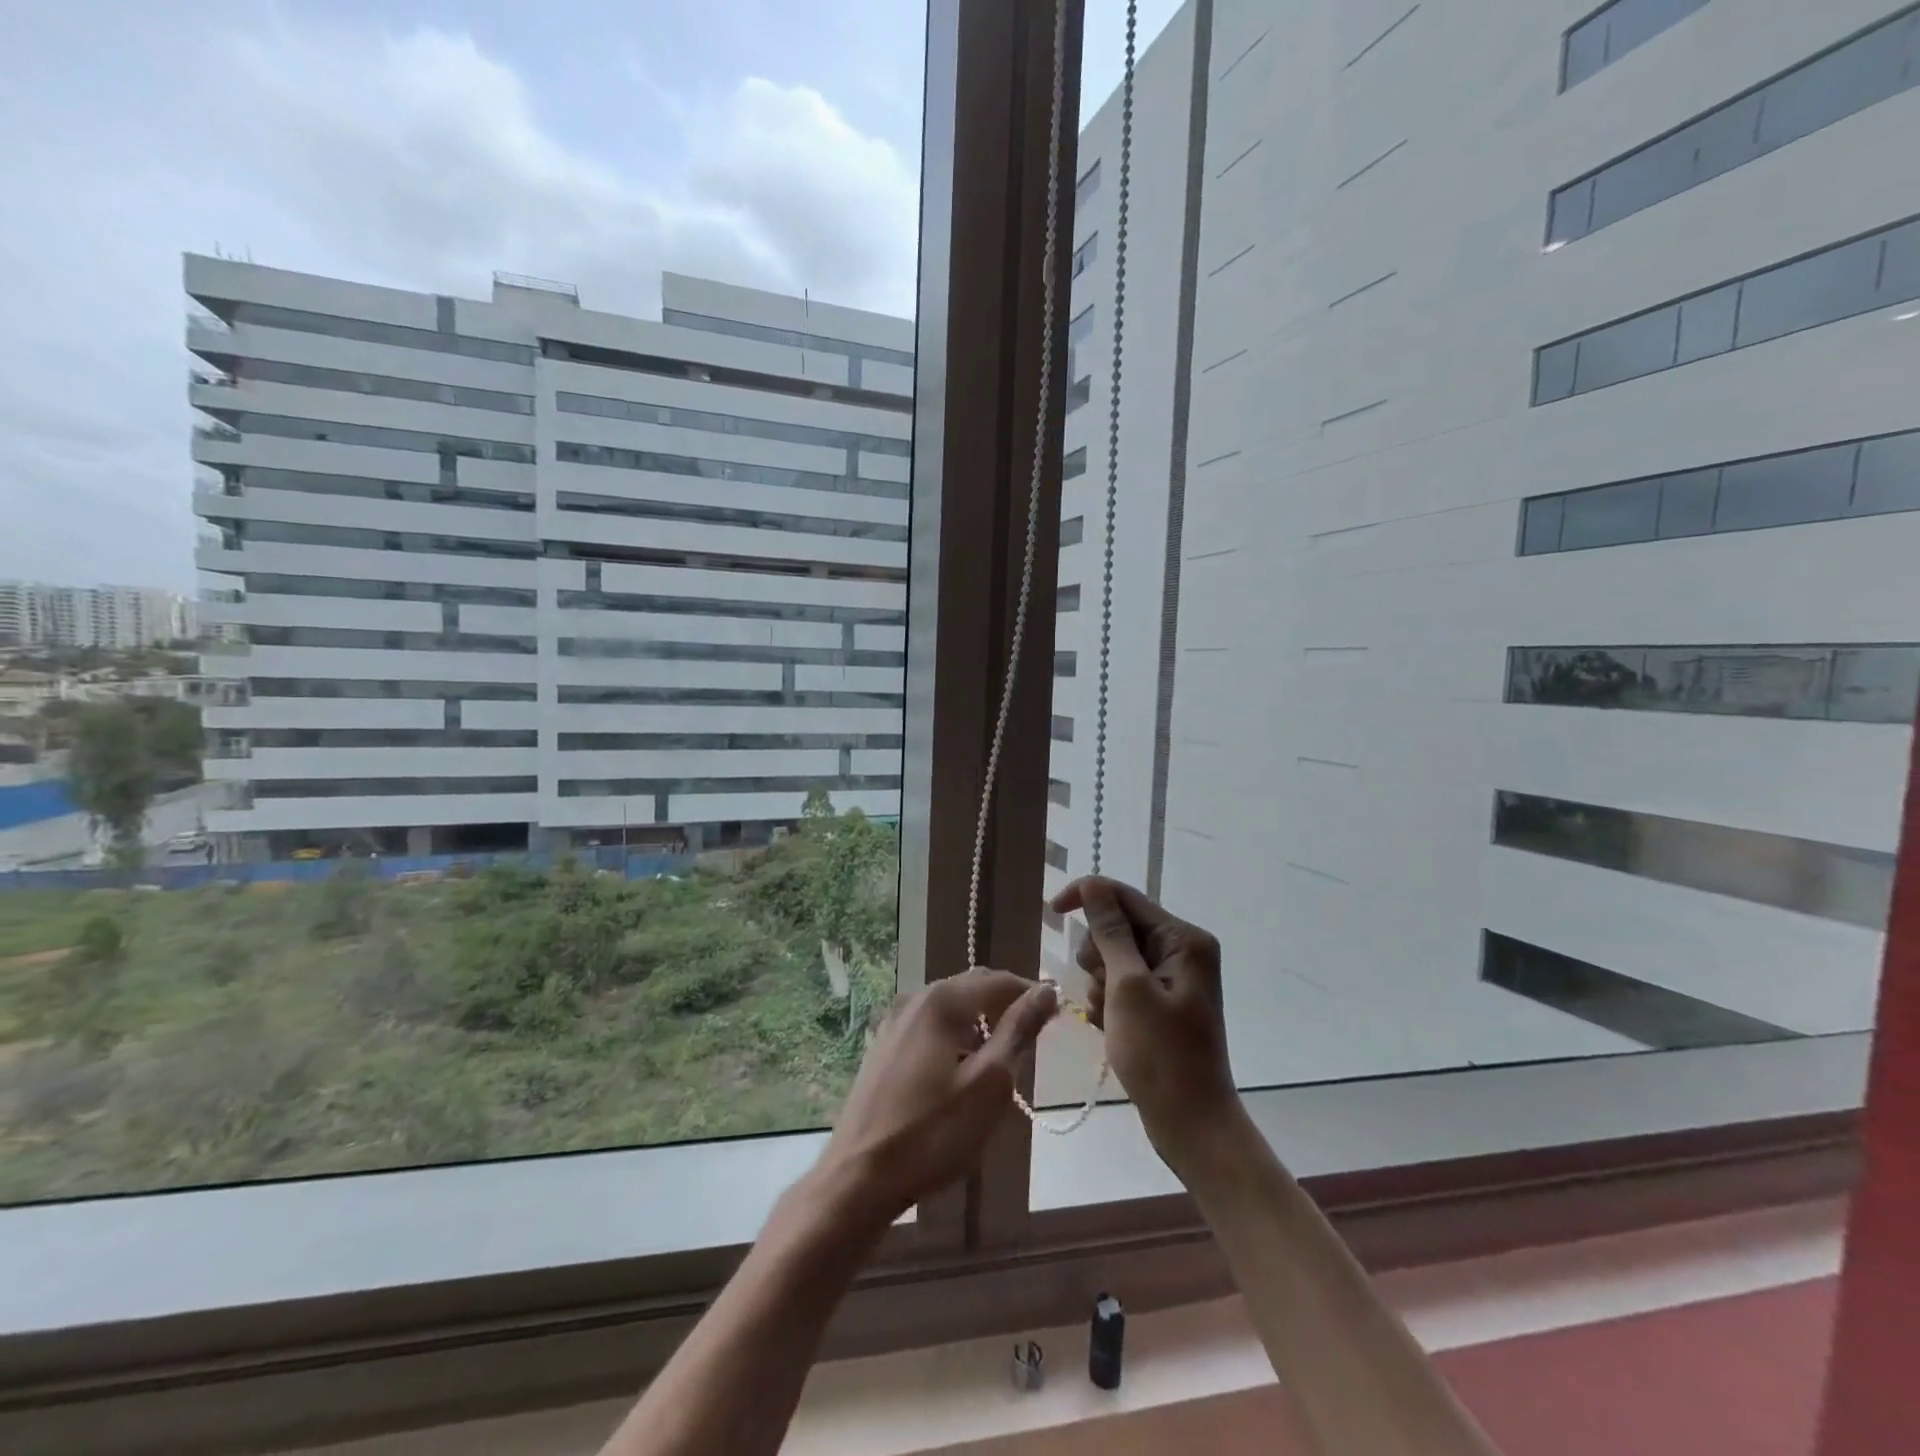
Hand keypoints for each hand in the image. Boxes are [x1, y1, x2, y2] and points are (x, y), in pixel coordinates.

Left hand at [813, 969, 1056, 1225]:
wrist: (858, 1178)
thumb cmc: (933, 1133)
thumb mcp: (989, 1084)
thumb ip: (1018, 1031)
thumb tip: (1047, 992)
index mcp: (941, 1001)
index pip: (998, 980)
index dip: (1031, 994)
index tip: (1056, 1020)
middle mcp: (915, 999)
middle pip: (972, 989)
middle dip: (1005, 1009)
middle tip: (1031, 1045)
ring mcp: (894, 1022)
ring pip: (951, 1009)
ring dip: (980, 1026)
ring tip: (999, 1066)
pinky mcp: (883, 1047)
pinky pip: (930, 1028)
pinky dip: (954, 1039)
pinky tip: (960, 1076)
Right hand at [1051, 876, 1236, 1168]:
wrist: (1191, 1125)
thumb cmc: (1160, 1056)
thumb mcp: (1128, 988)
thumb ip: (1110, 933)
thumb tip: (1093, 885)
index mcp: (1183, 938)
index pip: (1124, 897)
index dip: (1085, 897)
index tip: (1051, 912)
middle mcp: (1181, 950)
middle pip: (1117, 926)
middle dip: (1098, 954)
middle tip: (1103, 990)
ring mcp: (1172, 977)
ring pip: (1113, 956)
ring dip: (1100, 983)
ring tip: (1110, 1016)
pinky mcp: (1161, 1001)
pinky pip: (1120, 983)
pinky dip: (1108, 1001)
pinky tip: (1112, 1028)